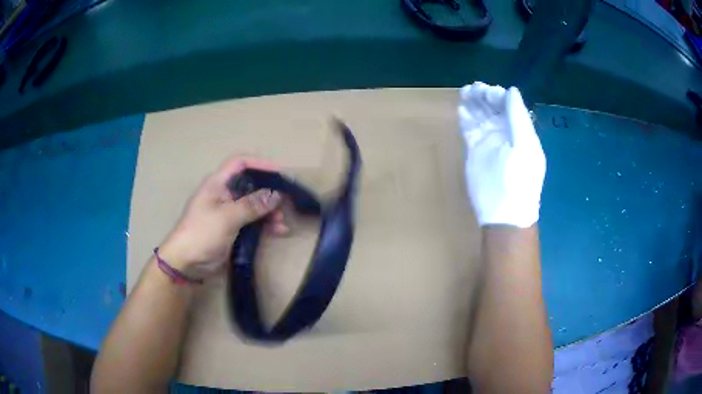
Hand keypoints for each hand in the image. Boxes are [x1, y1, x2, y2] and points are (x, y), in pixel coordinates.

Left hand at [158, 157, 288, 279]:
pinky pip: (253, 222)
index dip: (259, 164)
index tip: (279, 173)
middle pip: (250, 185)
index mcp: (218, 184)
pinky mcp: (232, 229)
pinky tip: (279, 231)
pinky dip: (265, 225)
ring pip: (254, 205)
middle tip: (285, 202)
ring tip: (281, 222)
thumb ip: (252, 205)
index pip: (240, 164)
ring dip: (269, 211)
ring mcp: (229, 213)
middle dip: (269, 192)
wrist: (186, 263)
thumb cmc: (202, 233)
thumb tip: (276, 194)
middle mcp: (224, 194)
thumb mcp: (227, 217)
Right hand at [458, 82, 545, 227]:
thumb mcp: (525, 146)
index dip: (498, 95)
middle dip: (484, 96)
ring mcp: (490, 141)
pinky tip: (462, 108)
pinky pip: (470, 128)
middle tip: (472, 89)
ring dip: (474, 103)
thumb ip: (518, 117)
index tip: (487, 91)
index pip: (509, 106)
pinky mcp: (475, 150)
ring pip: (481, 115)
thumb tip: (511, 90)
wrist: (503, 213)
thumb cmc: (518, 180)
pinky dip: (466, 117)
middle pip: (494, 108)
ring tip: (465, 92)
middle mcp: (505, 133)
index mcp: (520, 131)